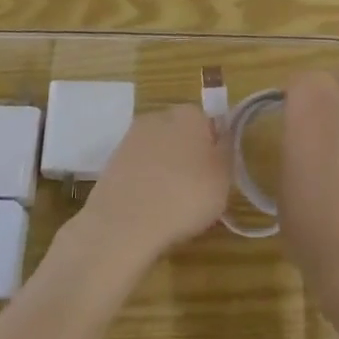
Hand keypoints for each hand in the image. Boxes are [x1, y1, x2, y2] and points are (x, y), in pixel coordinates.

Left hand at [75, 105, 230, 265]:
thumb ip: (226, 151)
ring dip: (164, 168)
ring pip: (158, 151)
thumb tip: (222, 136)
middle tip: (196, 188)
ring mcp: (131, 138)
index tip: (217, 173)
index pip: (208, 122)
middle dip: (188, 155)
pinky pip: (138, 168)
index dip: (214, 148)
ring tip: (171, 203)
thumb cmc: (186, 196)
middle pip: (180, 133)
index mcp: (189, 114)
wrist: (125, 223)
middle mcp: (158, 116)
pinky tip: (149, 206)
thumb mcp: (224, 177)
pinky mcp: (111, 161)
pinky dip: (145, 182)